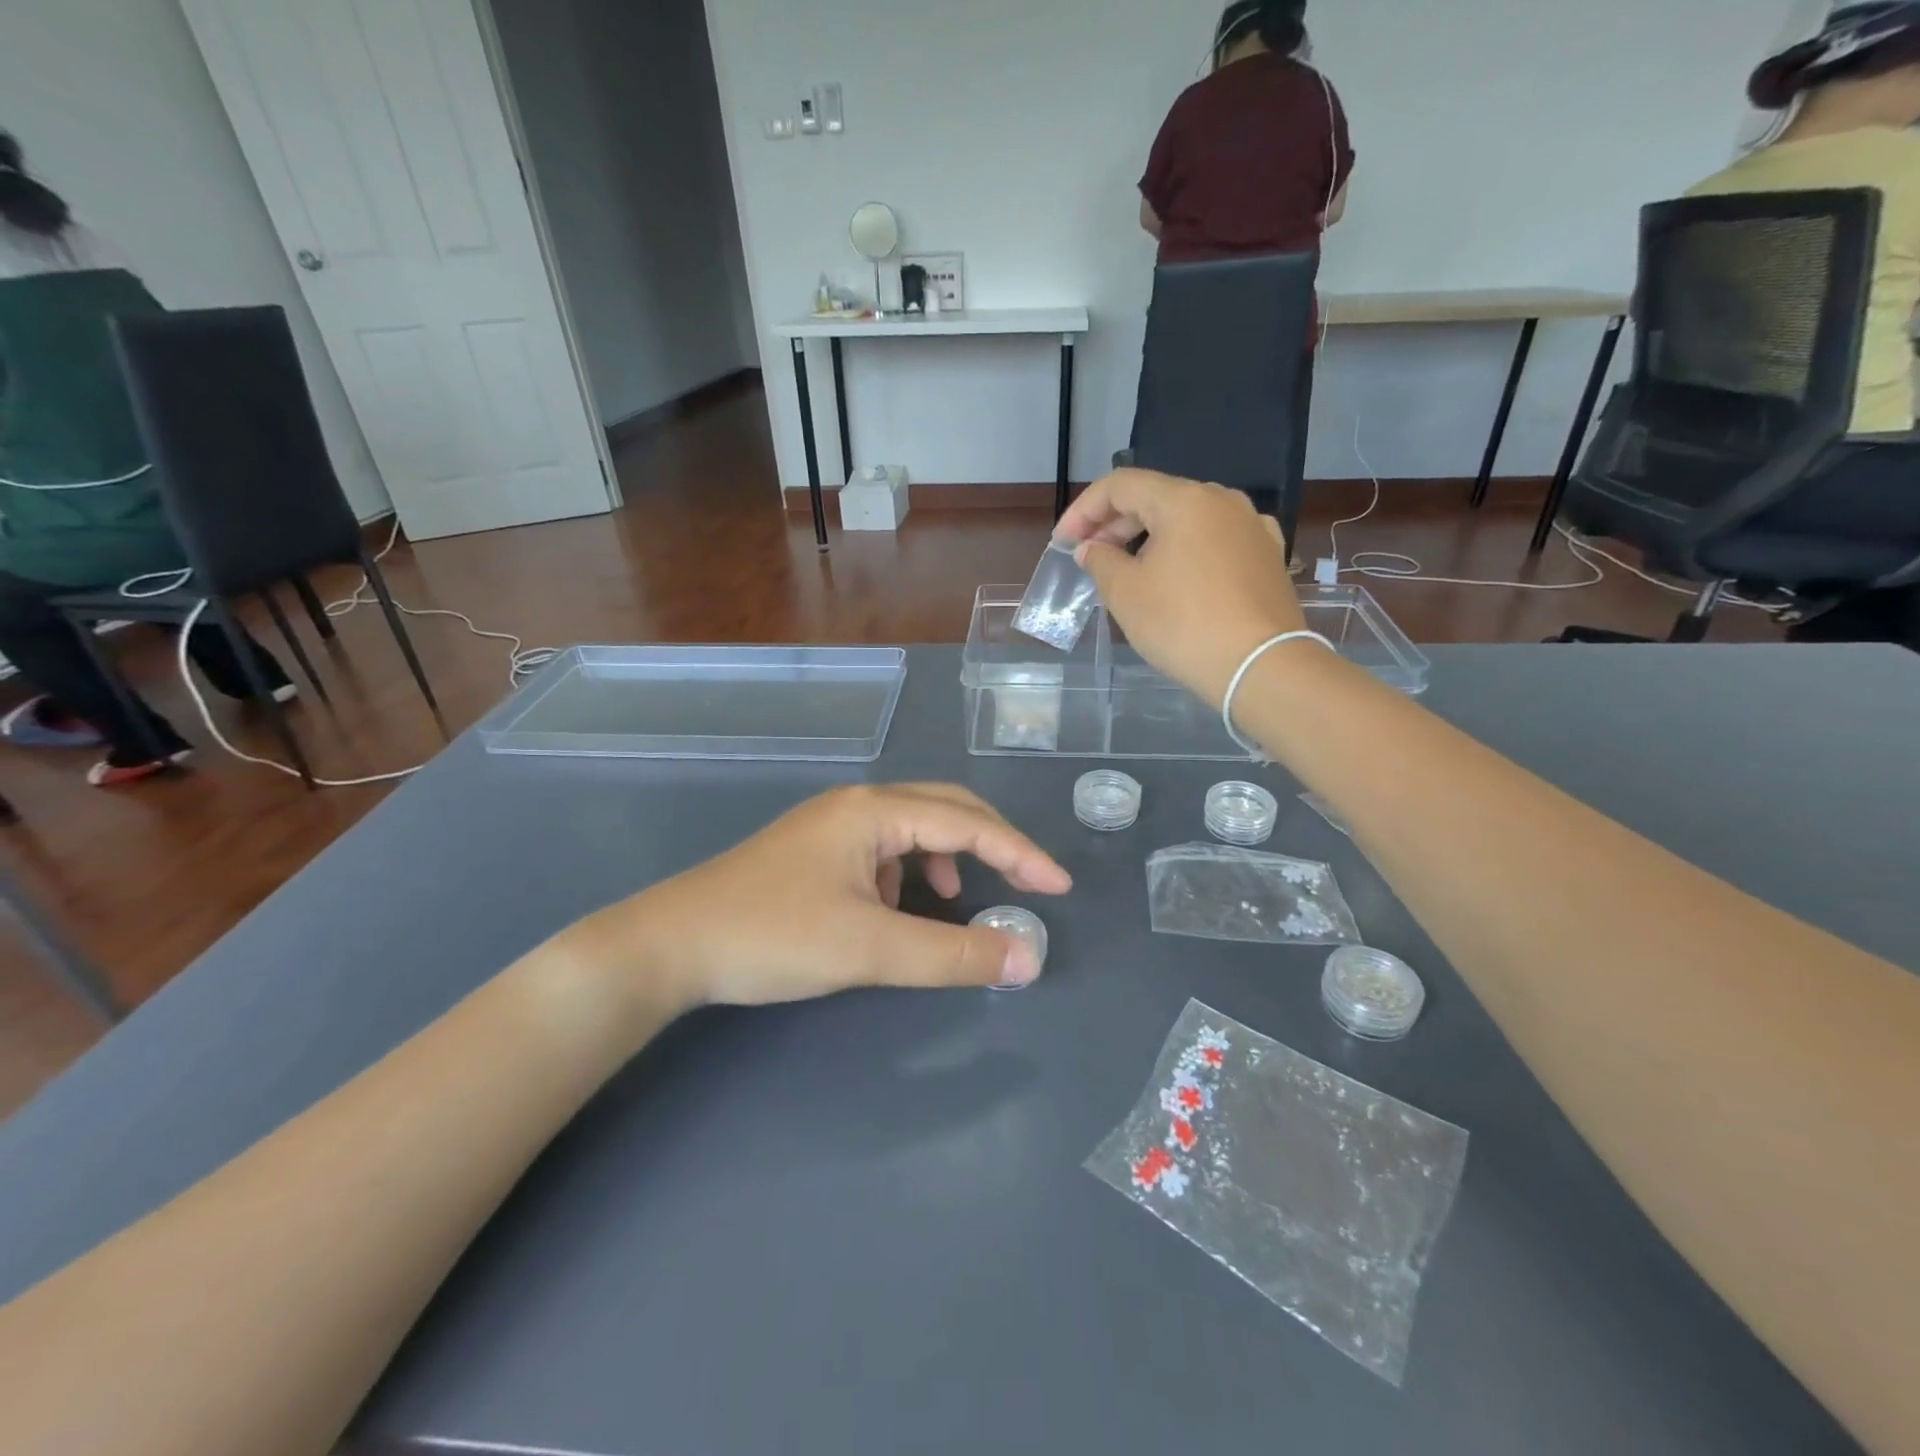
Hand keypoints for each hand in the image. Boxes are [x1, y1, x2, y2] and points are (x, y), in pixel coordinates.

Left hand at [578, 785, 1071, 1014]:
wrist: (670, 945)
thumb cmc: (772, 936)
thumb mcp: (870, 948)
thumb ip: (952, 954)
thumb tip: (1027, 958)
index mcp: (873, 810)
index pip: (968, 822)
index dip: (1020, 854)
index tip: (1059, 887)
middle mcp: (856, 805)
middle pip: (944, 809)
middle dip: (992, 845)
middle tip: (1027, 882)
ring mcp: (832, 826)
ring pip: (913, 829)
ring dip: (947, 858)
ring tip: (955, 899)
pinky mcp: (815, 852)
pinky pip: (883, 850)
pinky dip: (910, 873)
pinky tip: (900, 905)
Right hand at [1055, 469, 1305, 704]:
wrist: (1260, 666)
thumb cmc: (1183, 625)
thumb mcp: (1126, 593)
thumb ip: (1101, 561)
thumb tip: (1092, 548)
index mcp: (1184, 500)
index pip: (1120, 485)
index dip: (1083, 510)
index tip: (1063, 542)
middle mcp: (1222, 501)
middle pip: (1156, 498)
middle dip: (1115, 524)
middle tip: (1088, 556)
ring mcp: (1251, 526)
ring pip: (1187, 519)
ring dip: (1149, 537)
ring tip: (1127, 569)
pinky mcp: (1267, 556)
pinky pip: (1215, 540)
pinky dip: (1185, 550)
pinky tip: (1177, 575)